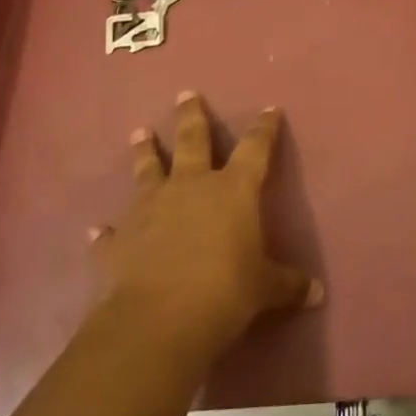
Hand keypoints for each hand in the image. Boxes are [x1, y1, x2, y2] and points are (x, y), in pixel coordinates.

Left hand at [89, 92, 323, 358]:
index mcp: (233, 190)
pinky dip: (107, 231)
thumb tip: (317, 292)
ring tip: (139, 132)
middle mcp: (191, 187)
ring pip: (148, 170)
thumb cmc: (224, 293)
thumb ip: (289, 284)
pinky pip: (113, 231)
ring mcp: (150, 209)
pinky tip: (98, 230)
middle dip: (191, 116)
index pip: (255, 148)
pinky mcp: (120, 240)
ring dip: (145, 151)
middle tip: (186, 94)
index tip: (269, 110)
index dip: (264, 128)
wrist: (156, 321)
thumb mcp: (265, 290)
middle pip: (192, 140)